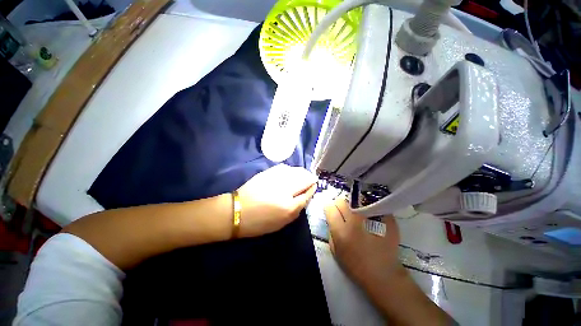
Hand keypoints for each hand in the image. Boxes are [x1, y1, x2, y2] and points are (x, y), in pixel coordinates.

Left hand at [236, 164, 316, 237]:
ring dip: (302, 172)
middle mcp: (285, 190)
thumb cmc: (259, 222)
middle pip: (304, 178)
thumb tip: (305, 196)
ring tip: (302, 175)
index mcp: (289, 207)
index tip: (314, 186)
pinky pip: (285, 167)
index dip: (312, 189)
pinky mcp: (268, 172)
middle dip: (310, 178)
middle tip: (310, 180)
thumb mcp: (282, 223)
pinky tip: (290, 172)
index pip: (307, 194)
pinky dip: (291, 169)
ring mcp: (276, 178)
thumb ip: (297, 209)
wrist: (237, 211)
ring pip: (296, 170)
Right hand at [324, 197, 403, 289]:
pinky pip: (371, 205)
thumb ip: (331, 231)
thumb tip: (332, 217)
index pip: (330, 208)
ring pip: (355, 200)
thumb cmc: (356, 265)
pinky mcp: (385, 218)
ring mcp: (372, 218)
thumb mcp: (336, 250)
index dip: (329, 208)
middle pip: (342, 201)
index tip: (331, 211)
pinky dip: (367, 208)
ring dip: (352, 206)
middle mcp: (355, 221)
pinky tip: (368, 217)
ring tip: (356, 214)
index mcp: (342, 231)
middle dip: (339, 205)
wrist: (384, 274)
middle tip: (343, 213)